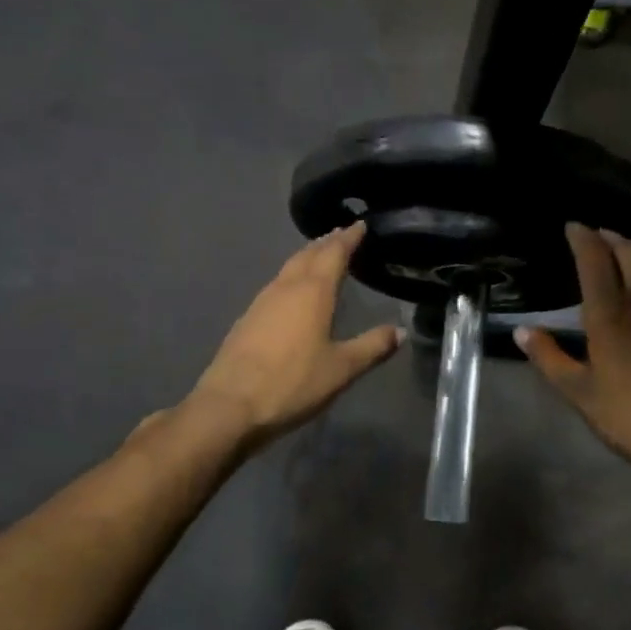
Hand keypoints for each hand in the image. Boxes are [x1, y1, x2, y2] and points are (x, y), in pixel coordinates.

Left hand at [189, 223, 402, 448]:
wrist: (229, 405)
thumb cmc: (292, 383)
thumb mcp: (341, 368)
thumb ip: (372, 346)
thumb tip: (401, 331)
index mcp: (313, 292)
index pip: (334, 253)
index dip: (349, 238)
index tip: (360, 224)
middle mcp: (285, 288)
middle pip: (308, 255)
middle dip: (327, 242)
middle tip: (342, 234)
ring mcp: (262, 302)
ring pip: (289, 268)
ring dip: (307, 257)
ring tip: (321, 255)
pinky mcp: (247, 319)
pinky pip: (276, 285)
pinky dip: (292, 277)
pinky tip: (293, 291)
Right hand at [516, 224, 630, 496]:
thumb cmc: (630, 417)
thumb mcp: (579, 393)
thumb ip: (549, 358)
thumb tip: (524, 331)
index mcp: (611, 315)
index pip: (596, 260)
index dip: (583, 238)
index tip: (572, 225)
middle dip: (610, 238)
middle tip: (593, 236)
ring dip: (629, 262)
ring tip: (611, 268)